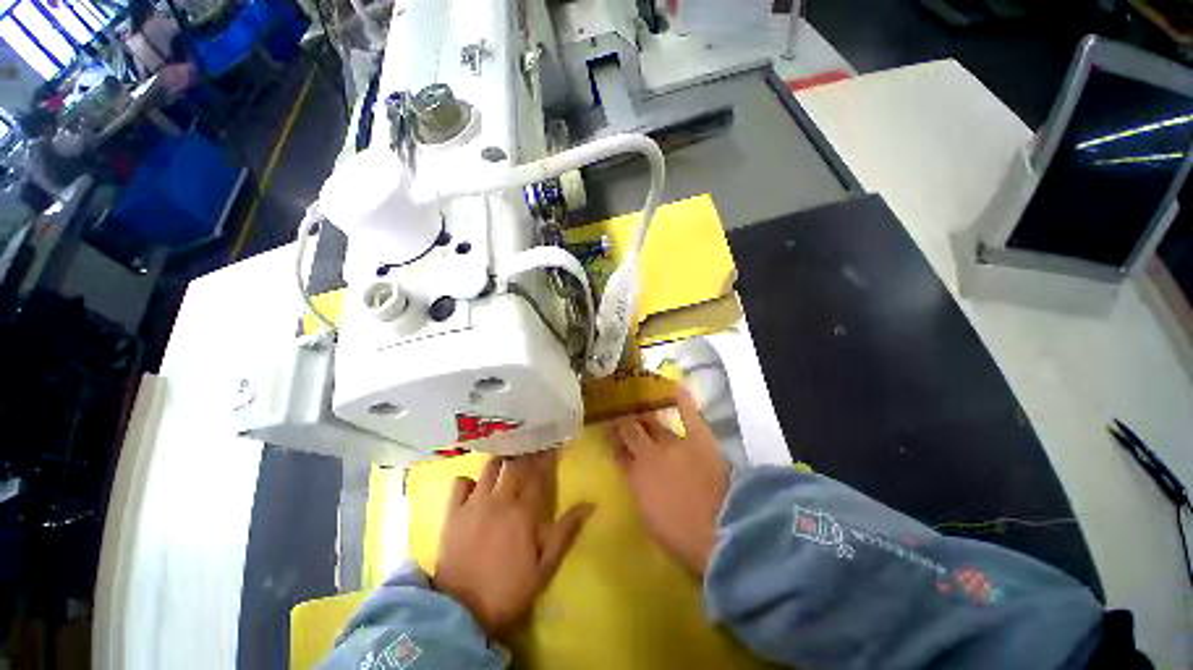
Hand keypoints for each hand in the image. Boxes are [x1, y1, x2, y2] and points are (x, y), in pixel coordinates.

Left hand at [434, 450, 593, 637]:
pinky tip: (475, 488)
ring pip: (490, 467)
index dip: (546, 458)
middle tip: (531, 452)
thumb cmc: (508, 590)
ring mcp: (474, 503)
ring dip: (501, 463)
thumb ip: (565, 533)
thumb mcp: (544, 568)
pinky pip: (460, 483)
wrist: (461, 613)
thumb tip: (589, 504)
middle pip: (516, 464)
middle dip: (526, 455)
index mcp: (524, 512)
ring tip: (506, 465)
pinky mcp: (453, 512)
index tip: (552, 446)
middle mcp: (500, 499)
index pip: (539, 474)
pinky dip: (469, 481)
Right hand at [609, 388, 730, 574]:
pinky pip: (689, 414)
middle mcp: (649, 455)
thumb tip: (636, 478)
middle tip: (623, 416)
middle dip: (624, 423)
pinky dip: (683, 400)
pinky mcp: (698, 438)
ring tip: (640, 406)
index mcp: (635, 479)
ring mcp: (673, 443)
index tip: (611, 434)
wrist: (722, 533)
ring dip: (644, 415)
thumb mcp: (650, 519)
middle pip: (631, 432)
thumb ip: (639, 492)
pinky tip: (676, 386)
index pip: (619, 454)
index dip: (615, 443)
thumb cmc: (683, 537)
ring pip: (653, 423)